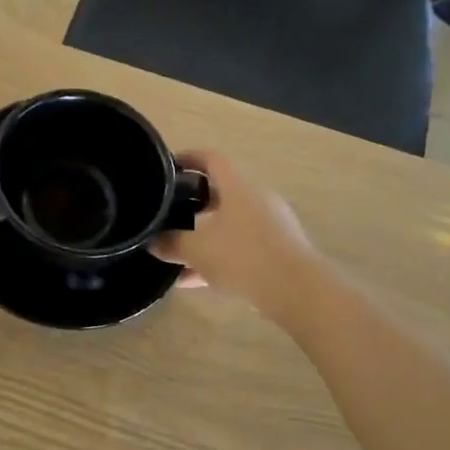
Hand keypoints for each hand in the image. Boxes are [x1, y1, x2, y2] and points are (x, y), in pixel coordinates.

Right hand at [152, 149, 321, 320]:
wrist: (296, 290)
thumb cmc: (243, 256)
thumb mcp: (197, 250)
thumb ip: (171, 244)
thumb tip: (153, 242)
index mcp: (238, 186)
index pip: (212, 159)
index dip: (188, 158)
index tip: (167, 167)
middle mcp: (257, 199)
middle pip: (220, 193)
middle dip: (192, 204)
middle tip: (167, 214)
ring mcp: (271, 226)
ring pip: (229, 224)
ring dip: (204, 237)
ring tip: (176, 254)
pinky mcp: (278, 251)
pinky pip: (240, 247)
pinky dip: (218, 257)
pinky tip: (195, 280)